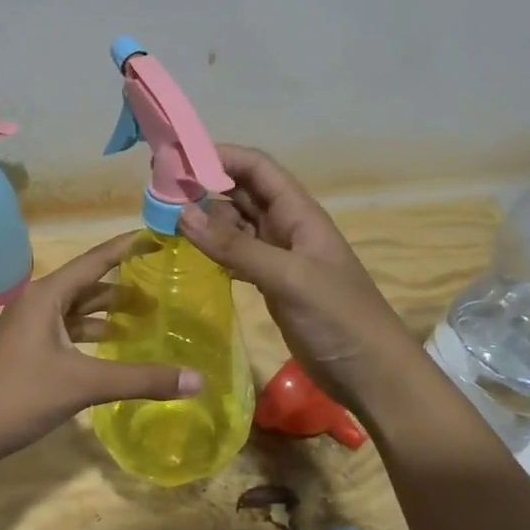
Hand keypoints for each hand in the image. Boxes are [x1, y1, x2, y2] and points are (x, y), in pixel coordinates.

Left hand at [0, 233, 203, 466]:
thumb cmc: (20, 396)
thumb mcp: (83, 384)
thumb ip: (141, 379)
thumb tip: (198, 380)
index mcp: (46, 296)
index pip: (95, 260)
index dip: (127, 247)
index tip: (157, 234)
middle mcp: (36, 303)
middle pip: (87, 284)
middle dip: (123, 284)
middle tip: (163, 284)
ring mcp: (28, 328)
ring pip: (76, 310)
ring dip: (107, 310)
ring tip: (146, 314)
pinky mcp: (26, 351)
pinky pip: (66, 330)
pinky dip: (91, 333)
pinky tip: (112, 344)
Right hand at [178, 144, 409, 405]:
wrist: (371, 373)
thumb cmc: (338, 318)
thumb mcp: (288, 277)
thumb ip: (236, 247)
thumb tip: (182, 213)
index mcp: (299, 213)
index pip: (256, 168)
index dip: (219, 156)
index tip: (176, 159)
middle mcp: (287, 226)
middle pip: (241, 192)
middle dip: (204, 185)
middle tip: (159, 191)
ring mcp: (278, 255)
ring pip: (235, 223)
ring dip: (205, 218)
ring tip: (165, 219)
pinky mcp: (270, 282)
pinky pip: (236, 253)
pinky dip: (214, 248)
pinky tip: (190, 251)